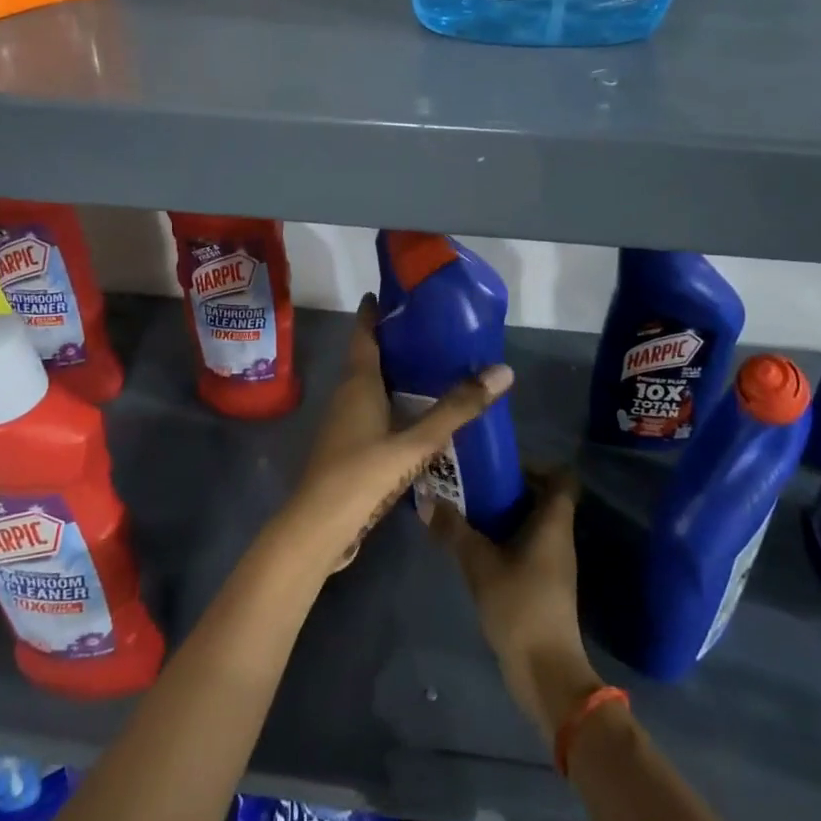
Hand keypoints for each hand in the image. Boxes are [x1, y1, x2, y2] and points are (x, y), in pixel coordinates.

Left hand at [280, 294, 512, 571]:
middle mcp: (346, 395)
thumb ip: (456, 409)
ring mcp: (342, 423)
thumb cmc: (362, 475)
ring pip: (369, 386)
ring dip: (393, 373)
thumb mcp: (415, 443)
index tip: (389, 292)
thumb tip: (502, 370)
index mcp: (357, 383)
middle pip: (367, 357)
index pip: (363, 334)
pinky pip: (370, 410)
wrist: (318, 529)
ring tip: (430, 367)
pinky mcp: (346, 447)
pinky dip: (391, 402)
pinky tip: (415, 414)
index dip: (373, 312)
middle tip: (430, 328)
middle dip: (393, 341)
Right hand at [427, 475, 603, 745]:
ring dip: (503, 516)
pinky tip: (474, 548)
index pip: (561, 478)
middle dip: (508, 489)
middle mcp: (559, 537)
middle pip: (542, 499)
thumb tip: (426, 500)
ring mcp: (554, 564)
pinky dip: (504, 541)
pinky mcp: (544, 585)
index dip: (536, 465)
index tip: (500, 466)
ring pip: (532, 524)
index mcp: (553, 523)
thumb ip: (454, 530)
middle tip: (472, 485)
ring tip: (466, 512)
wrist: (545, 670)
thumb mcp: (479, 563)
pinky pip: (526, 548)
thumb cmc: (519, 605)